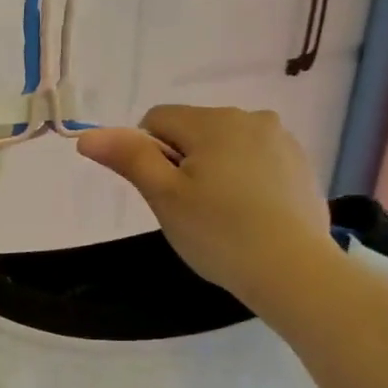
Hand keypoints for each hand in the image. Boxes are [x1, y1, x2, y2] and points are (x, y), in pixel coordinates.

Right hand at [77, 105, 335, 311]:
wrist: (292, 270)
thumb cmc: (218, 233)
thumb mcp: (163, 197)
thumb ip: (128, 158)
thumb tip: (88, 135)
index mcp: (212, 121)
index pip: (156, 120)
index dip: (147, 155)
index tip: (162, 193)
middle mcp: (250, 117)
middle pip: (193, 131)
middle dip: (182, 162)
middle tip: (189, 210)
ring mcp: (281, 140)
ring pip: (224, 146)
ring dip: (213, 170)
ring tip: (221, 215)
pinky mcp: (300, 164)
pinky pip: (255, 161)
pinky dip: (244, 181)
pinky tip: (249, 216)